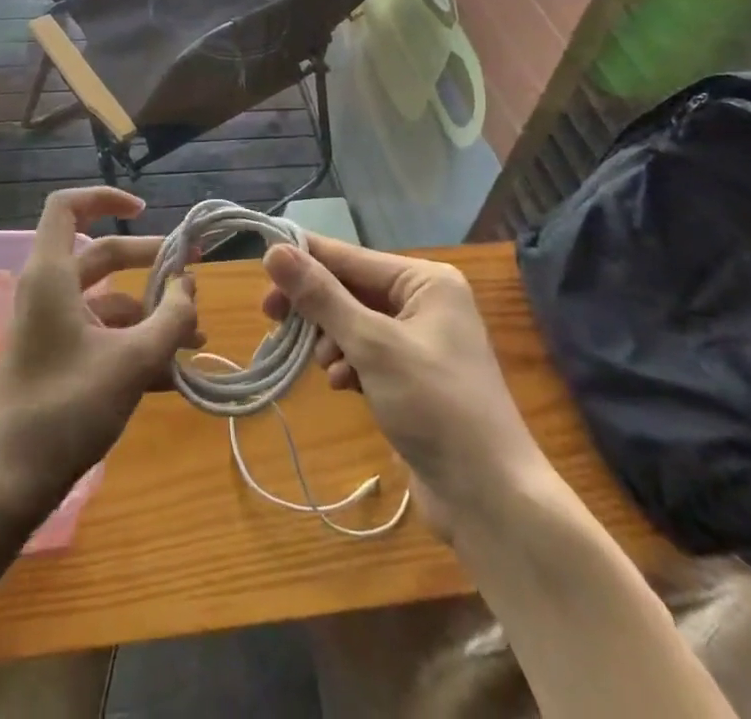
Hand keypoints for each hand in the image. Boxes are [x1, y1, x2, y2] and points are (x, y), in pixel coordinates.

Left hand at [0, 187, 201, 516]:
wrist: (7, 486)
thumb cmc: (67, 409)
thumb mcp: (133, 360)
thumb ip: (171, 318)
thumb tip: (190, 285)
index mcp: (52, 276)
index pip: (67, 207)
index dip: (105, 198)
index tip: (145, 211)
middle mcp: (48, 293)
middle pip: (102, 256)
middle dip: (150, 263)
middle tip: (192, 275)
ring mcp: (50, 329)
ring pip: (107, 301)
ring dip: (151, 314)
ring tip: (194, 340)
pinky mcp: (55, 361)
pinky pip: (100, 336)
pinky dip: (134, 344)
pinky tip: (172, 375)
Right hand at [263, 237, 546, 538]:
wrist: (490, 500)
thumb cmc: (435, 406)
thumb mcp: (372, 345)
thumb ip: (321, 296)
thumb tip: (274, 251)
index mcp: (426, 281)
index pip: (351, 257)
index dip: (304, 260)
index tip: (260, 267)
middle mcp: (425, 302)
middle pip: (351, 289)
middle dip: (317, 308)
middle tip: (272, 319)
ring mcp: (420, 342)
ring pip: (354, 323)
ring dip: (332, 342)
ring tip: (327, 368)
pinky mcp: (412, 378)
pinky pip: (366, 354)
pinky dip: (349, 365)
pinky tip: (343, 386)